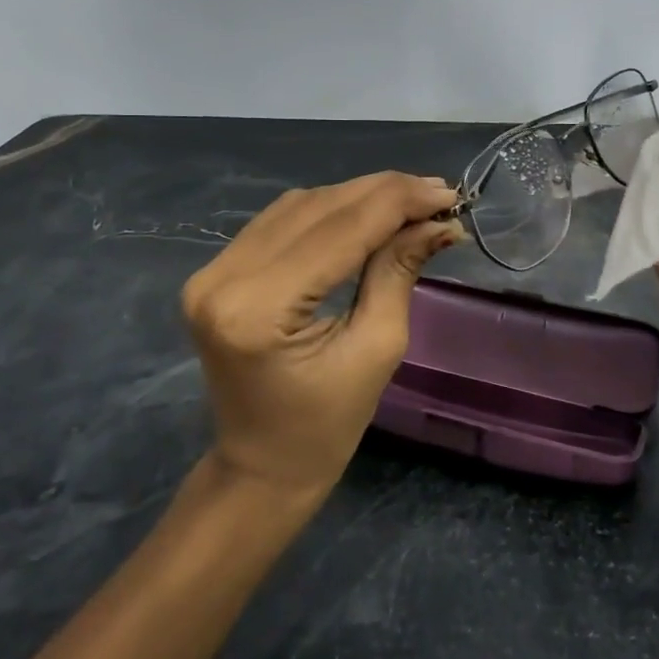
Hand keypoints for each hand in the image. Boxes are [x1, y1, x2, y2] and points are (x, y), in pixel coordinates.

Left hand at [182, 172, 462, 496]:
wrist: (261, 465)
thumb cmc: (327, 426)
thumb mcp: (377, 349)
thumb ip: (398, 272)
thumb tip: (439, 221)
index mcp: (258, 310)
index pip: (339, 231)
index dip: (397, 203)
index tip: (448, 193)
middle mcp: (222, 279)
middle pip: (316, 208)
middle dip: (383, 194)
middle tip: (437, 193)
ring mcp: (211, 272)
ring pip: (298, 207)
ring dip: (358, 197)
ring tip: (410, 202)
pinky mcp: (215, 272)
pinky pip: (280, 222)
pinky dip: (329, 211)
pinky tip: (367, 213)